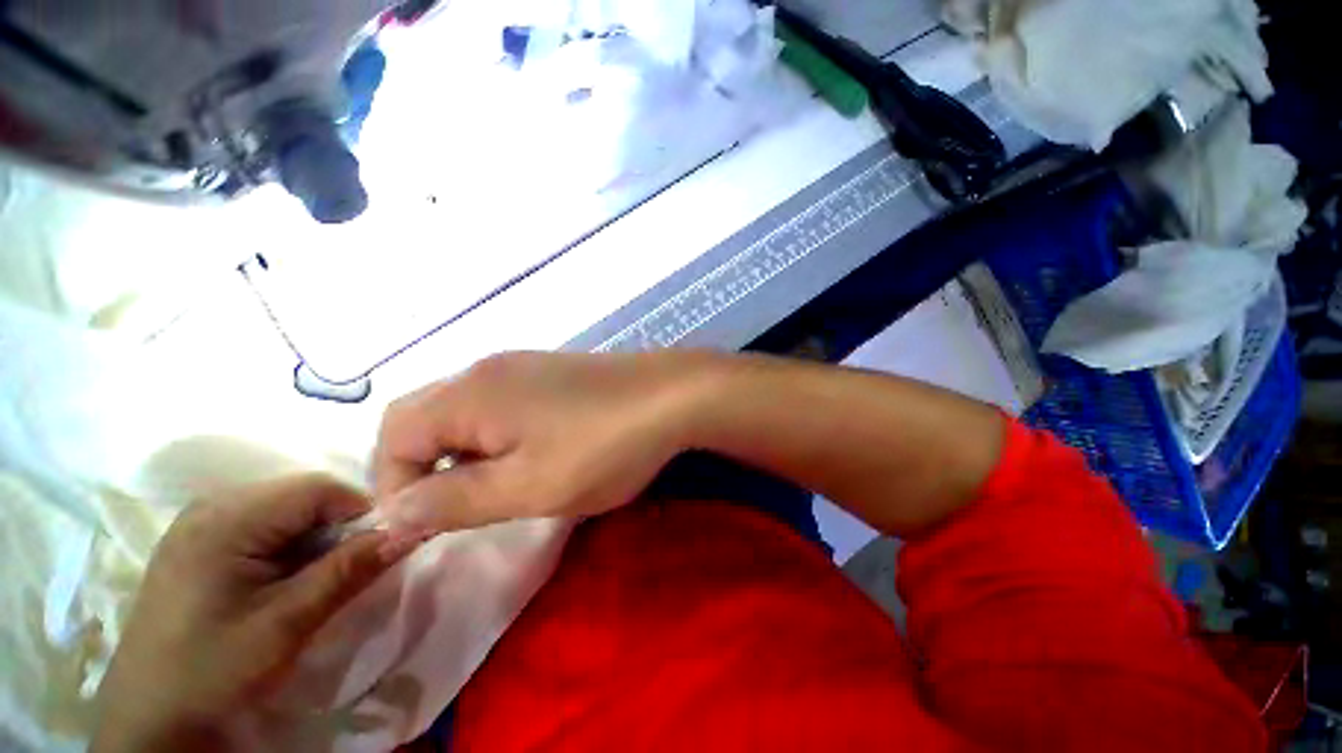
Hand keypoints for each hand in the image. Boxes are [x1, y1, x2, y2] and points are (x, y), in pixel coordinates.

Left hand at [92, 475, 421, 752]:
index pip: (318, 487)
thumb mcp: (286, 624)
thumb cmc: (212, 671)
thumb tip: (408, 532)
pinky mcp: (196, 544)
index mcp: (225, 519)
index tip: (375, 549)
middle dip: (336, 526)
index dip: (358, 511)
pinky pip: (261, 526)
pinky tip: (280, 581)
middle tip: (345, 569)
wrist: (149, 721)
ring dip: (313, 538)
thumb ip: (347, 571)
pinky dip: (287, 547)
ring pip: (284, 510)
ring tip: (312, 579)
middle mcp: (210, 506)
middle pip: (301, 495)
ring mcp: (199, 524)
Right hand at [373, 352, 714, 532]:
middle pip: (424, 417)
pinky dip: (495, 435)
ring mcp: (524, 365)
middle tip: (455, 509)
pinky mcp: (552, 371)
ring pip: (464, 410)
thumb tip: (391, 514)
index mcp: (469, 393)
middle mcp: (487, 369)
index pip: (393, 436)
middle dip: (424, 467)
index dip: (395, 486)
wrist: (672, 395)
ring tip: (493, 487)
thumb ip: (453, 501)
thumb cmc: (603, 445)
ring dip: (462, 452)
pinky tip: (529, 454)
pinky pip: (501, 403)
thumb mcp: (528, 487)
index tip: (424, 527)